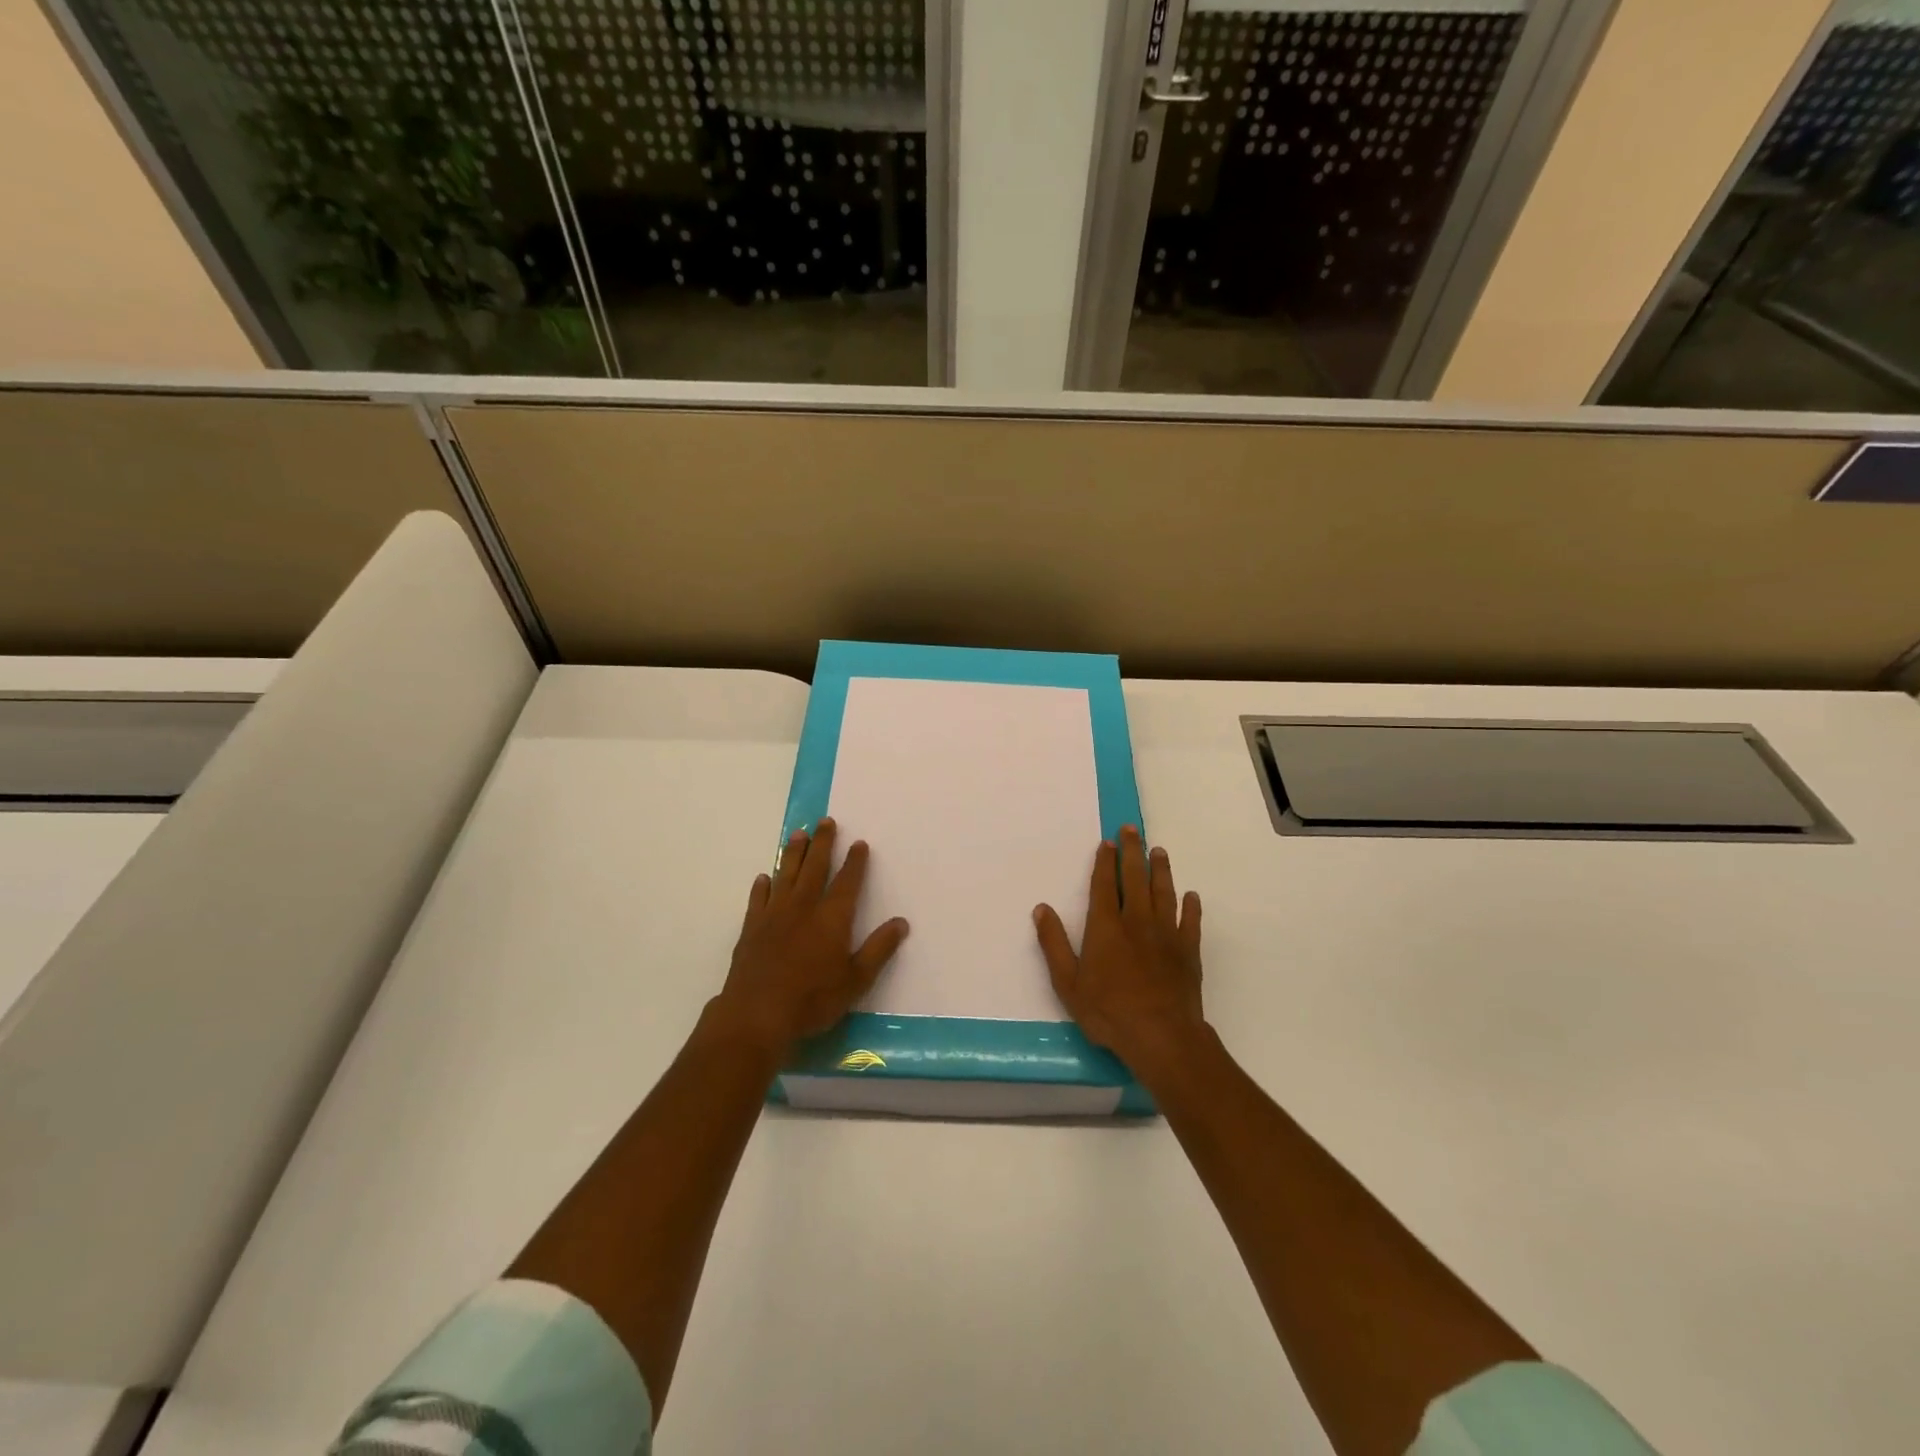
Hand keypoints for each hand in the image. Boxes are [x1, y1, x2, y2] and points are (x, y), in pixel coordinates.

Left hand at [714, 817, 908, 1057]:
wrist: (757, 1014)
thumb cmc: (813, 999)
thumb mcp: (856, 980)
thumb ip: (879, 950)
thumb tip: (901, 923)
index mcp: (832, 918)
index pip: (848, 882)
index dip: (855, 862)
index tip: (859, 843)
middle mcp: (804, 907)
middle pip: (815, 867)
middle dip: (823, 843)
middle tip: (826, 821)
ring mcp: (774, 915)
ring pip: (786, 875)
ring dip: (793, 853)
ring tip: (798, 834)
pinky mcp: (752, 928)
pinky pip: (758, 899)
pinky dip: (762, 886)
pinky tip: (764, 877)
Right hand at [1034, 825, 1205, 1079]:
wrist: (1161, 1036)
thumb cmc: (1108, 1011)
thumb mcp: (1067, 982)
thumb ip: (1053, 943)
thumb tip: (1041, 909)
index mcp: (1106, 926)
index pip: (1105, 884)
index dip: (1105, 861)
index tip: (1108, 842)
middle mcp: (1136, 921)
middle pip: (1135, 878)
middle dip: (1132, 852)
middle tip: (1132, 830)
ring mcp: (1166, 935)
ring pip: (1163, 893)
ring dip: (1161, 870)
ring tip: (1159, 851)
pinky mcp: (1188, 951)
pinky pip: (1191, 922)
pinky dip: (1191, 907)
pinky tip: (1192, 896)